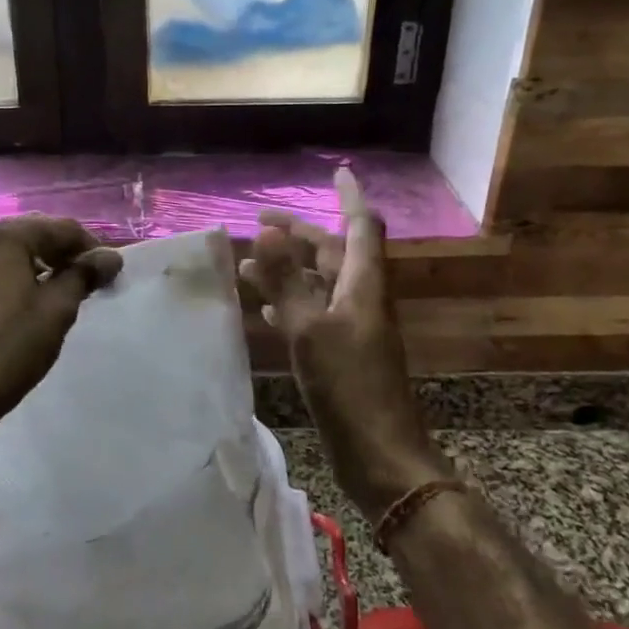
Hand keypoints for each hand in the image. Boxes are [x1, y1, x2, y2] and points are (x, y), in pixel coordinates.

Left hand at [0, 215, 121, 423]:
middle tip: (89, 277)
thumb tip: (111, 257)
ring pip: (11, 251)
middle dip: (63, 251)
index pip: (60, 228)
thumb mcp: (59, 307)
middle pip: (33, 232)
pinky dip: (16, 276)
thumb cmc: (14, 343)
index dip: (90, 247)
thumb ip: (84, 274)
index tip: (108, 272)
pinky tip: (30, 300)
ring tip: (63, 288)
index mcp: (5, 237)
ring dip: (40, 262)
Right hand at [240, 169, 448, 522]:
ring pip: (319, 285)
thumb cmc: (350, 388)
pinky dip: (289, 304)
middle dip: (300, 235)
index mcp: (363, 285)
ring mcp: (352, 329)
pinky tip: (265, 310)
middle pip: (333, 253)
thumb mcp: (311, 330)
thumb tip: (268, 231)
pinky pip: (313, 315)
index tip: (336, 171)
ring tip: (246, 265)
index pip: (361, 226)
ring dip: (287, 270)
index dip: (350, 196)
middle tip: (259, 223)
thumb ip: (287, 281)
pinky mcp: (341, 355)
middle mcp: (361, 300)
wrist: (382, 456)